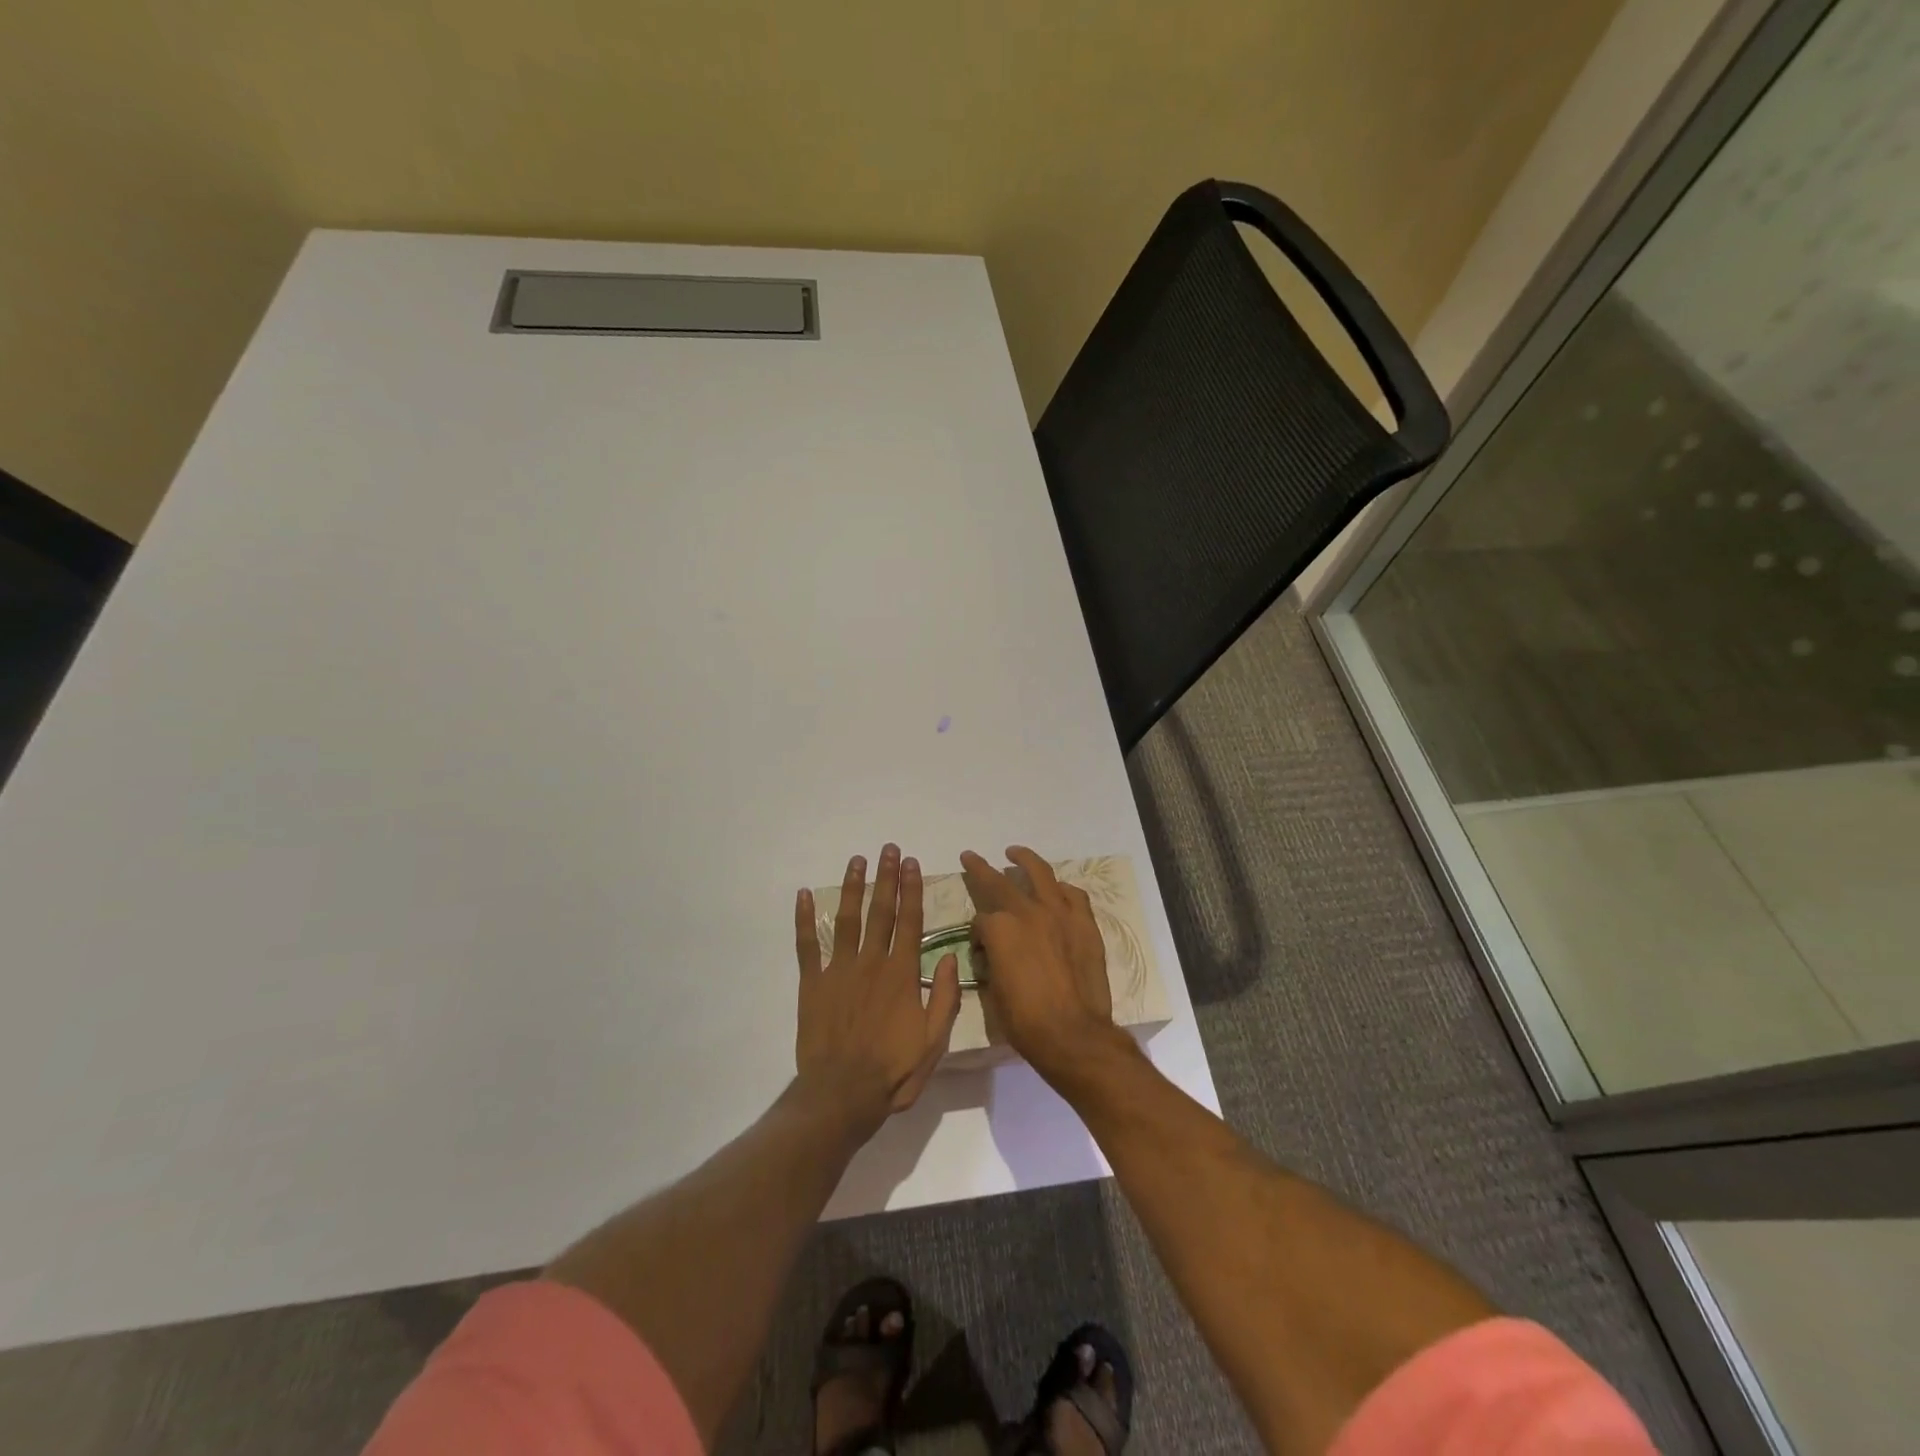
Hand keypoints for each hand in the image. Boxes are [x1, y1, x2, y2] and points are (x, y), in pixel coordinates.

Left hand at [795, 844, 962, 1134]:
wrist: (842, 1094)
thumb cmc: (893, 1070)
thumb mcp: (935, 1040)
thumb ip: (945, 996)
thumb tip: (951, 956)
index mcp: (902, 973)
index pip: (909, 921)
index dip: (912, 889)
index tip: (913, 863)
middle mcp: (871, 962)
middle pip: (880, 910)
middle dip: (887, 877)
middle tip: (889, 849)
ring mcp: (839, 969)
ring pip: (846, 918)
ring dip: (852, 887)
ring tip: (857, 860)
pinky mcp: (812, 983)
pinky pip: (807, 944)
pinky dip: (804, 919)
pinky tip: (802, 895)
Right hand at [961, 846, 1116, 1082]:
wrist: (1073, 1034)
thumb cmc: (1025, 1021)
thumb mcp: (993, 991)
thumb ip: (992, 961)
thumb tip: (995, 953)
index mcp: (1000, 929)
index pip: (981, 920)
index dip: (977, 934)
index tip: (981, 949)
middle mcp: (1027, 912)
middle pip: (999, 882)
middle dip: (980, 868)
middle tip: (970, 856)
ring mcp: (1060, 914)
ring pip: (1040, 873)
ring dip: (1024, 859)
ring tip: (1015, 852)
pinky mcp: (1085, 923)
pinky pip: (1073, 895)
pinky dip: (1062, 889)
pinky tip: (1057, 889)